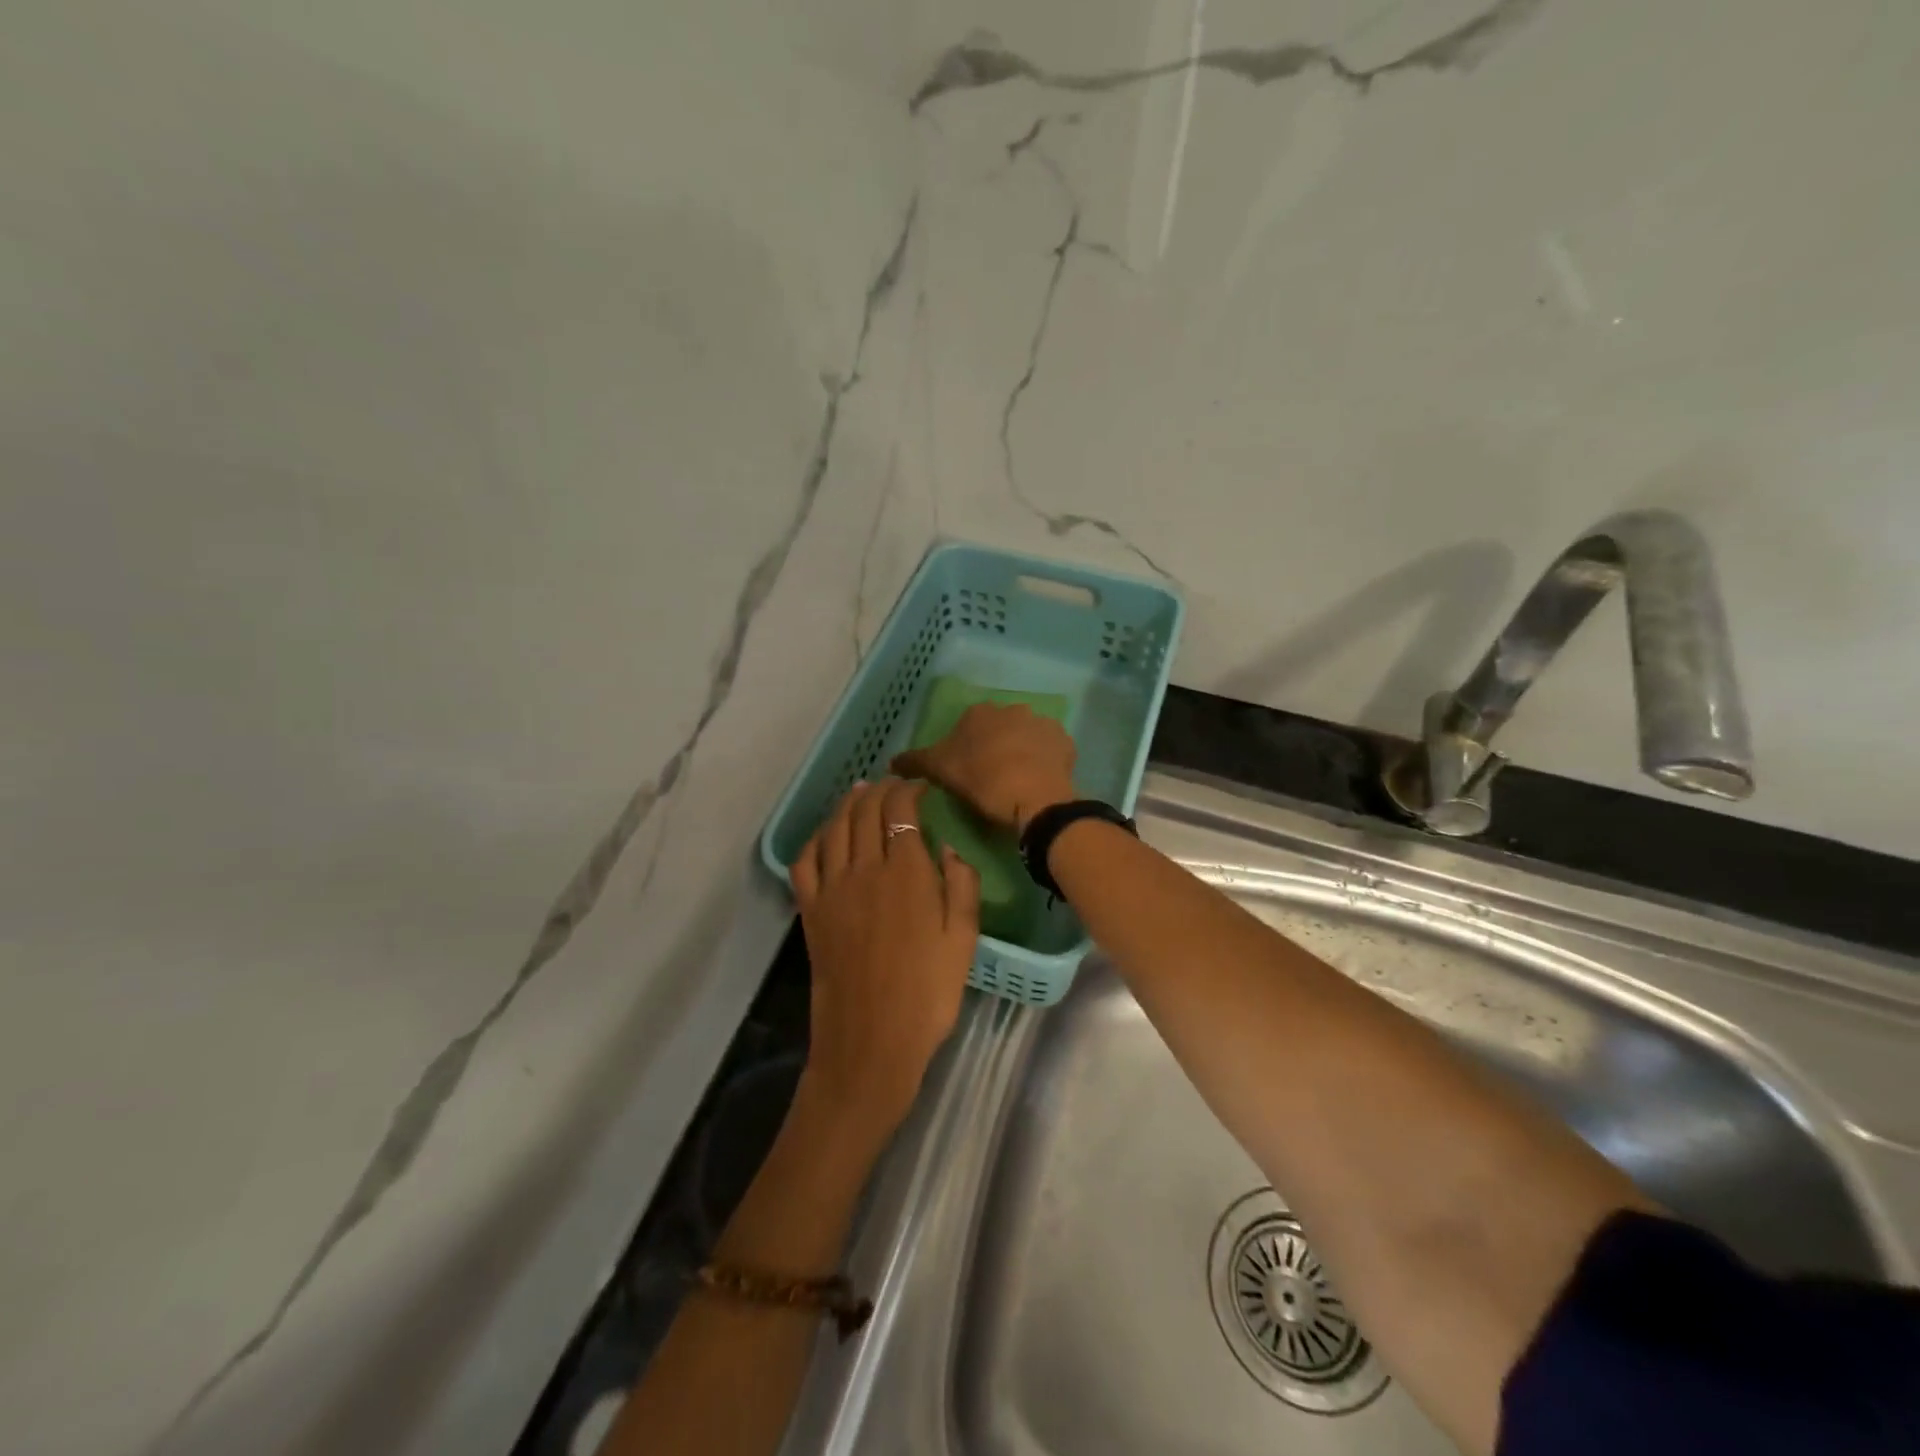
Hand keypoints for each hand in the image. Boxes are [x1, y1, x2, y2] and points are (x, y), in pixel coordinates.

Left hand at [791, 779, 980, 1144]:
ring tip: (859, 793)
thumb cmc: (928, 991)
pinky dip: (816, 837)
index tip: (920, 787)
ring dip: (847, 804)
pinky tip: (826, 835)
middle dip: (879, 789)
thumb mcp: (964, 938)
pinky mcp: (811, 910)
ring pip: (834, 827)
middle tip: (892, 785)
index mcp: (906, 871)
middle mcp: (864, 868)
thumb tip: (947, 848)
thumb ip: (961, 885)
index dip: (908, 789)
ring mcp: (832, 888)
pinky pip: (806, 860)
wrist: (872, 1038)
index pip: (900, 810)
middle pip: (865, 811)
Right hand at [892, 703, 1076, 832]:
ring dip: (1021, 751)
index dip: (965, 749)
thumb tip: (889, 762)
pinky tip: (1038, 780)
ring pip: (1025, 736)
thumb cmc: (982, 780)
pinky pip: (1049, 749)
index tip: (966, 772)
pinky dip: (1044, 760)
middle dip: (994, 746)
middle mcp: (1011, 708)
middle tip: (990, 777)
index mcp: (979, 713)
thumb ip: (913, 762)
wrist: (1034, 798)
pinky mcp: (1064, 741)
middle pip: (997, 728)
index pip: (967, 727)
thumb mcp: (940, 772)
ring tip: (1016, 780)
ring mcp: (1041, 723)